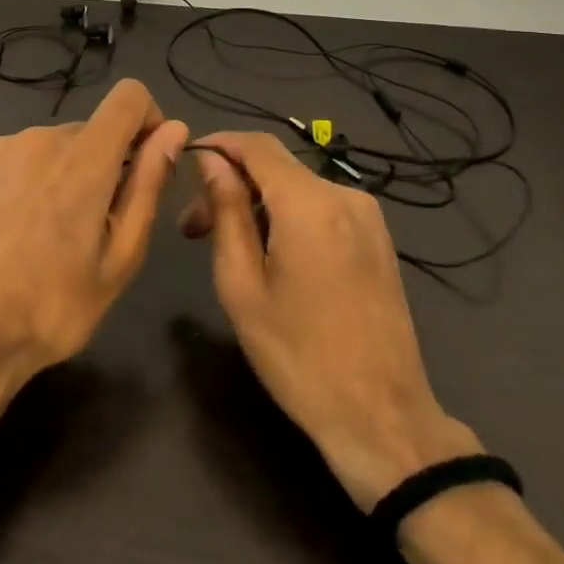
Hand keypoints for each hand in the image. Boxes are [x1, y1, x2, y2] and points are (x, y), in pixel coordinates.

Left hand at [0, 79, 188, 398]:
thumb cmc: (55, 307)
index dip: (148, 119)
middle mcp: (38, 138)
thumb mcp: (120, 256)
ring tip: (48, 233)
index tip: (145, 162)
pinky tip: (15, 226)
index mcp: (83, 159)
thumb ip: (149, 184)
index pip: (128, 96)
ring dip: (64, 173)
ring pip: (53, 145)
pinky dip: (29, 178)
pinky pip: (18, 156)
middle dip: (104, 164)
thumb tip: (174, 130)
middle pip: (91, 130)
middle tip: (93, 227)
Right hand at [181, 132, 480, 510]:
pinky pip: (321, 209)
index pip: (256, 145)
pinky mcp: (378, 240)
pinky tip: (270, 256)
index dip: (217, 145)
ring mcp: (368, 218)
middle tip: (192, 230)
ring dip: (257, 205)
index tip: (183, 164)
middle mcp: (345, 196)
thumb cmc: (297, 355)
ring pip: (297, 188)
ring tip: (228, 248)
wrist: (380, 418)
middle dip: (230, 185)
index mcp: (310, 204)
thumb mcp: (241, 283)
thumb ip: (226, 211)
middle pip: (275, 167)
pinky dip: (287, 218)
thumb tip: (211, 161)